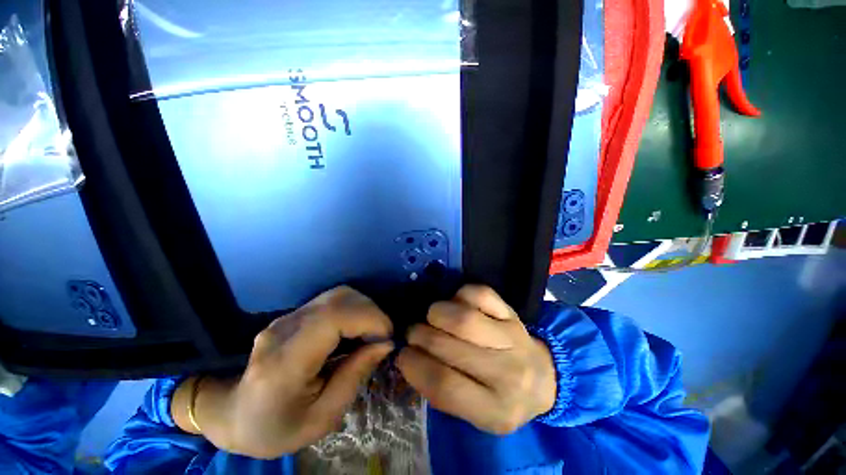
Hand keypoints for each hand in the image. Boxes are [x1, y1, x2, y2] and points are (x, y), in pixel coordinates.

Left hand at [173, 286, 393, 458]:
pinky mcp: (293, 314)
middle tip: (382, 337)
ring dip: (364, 309)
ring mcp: (286, 318)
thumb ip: (355, 376)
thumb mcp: (322, 418)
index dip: (368, 318)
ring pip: (338, 294)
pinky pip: (332, 301)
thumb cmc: (276, 427)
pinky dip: (353, 310)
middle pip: (338, 298)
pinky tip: (356, 330)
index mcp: (283, 363)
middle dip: (371, 312)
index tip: (387, 337)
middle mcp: (283, 330)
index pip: (332, 318)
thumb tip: (385, 343)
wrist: (234, 414)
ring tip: (371, 334)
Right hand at [396, 285, 556, 434]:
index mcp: (495, 411)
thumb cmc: (502, 398)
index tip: (403, 355)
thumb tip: (409, 357)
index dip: (414, 366)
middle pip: (448, 345)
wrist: (544, 378)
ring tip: (432, 317)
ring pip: (463, 318)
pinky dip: (460, 295)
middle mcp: (508, 374)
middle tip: (414, 333)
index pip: (444, 386)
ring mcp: (512, 337)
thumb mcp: (475, 414)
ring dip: (436, 313)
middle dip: (419, 335)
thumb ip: (441, 392)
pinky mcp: (512, 313)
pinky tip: (457, 305)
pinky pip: (480, 294)